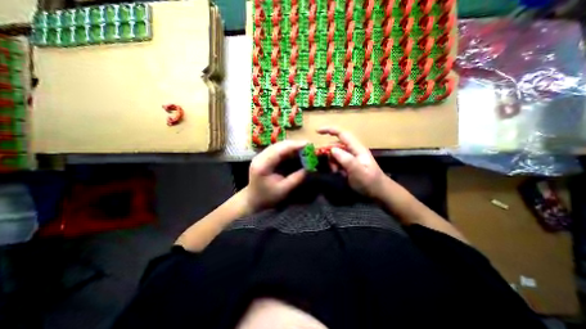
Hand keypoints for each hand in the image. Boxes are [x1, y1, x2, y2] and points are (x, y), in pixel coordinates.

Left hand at [244, 139, 307, 211]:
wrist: (253, 199)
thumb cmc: (268, 197)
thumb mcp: (284, 190)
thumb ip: (297, 178)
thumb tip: (309, 167)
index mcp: (262, 166)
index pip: (279, 150)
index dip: (293, 145)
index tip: (307, 144)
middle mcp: (259, 157)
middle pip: (278, 145)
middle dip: (293, 144)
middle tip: (307, 146)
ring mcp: (260, 156)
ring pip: (277, 146)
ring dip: (290, 146)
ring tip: (303, 148)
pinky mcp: (262, 157)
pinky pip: (276, 150)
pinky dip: (286, 149)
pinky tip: (294, 152)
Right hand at [317, 128, 386, 199]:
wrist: (377, 191)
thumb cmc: (370, 181)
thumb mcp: (359, 172)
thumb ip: (346, 160)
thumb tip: (332, 149)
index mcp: (357, 148)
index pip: (342, 134)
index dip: (330, 130)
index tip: (317, 132)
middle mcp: (352, 150)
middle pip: (335, 145)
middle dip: (329, 154)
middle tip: (333, 167)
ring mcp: (349, 157)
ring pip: (334, 154)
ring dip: (332, 162)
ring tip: (337, 172)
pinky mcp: (347, 164)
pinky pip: (336, 161)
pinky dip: (334, 166)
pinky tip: (339, 173)